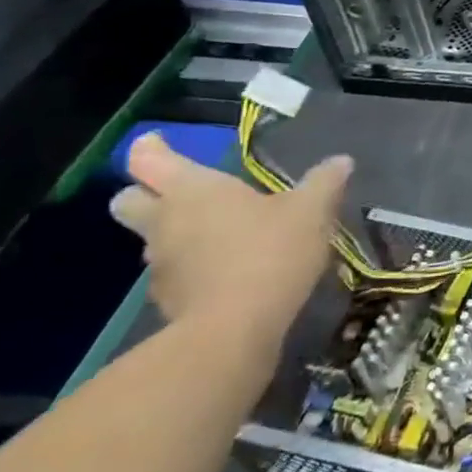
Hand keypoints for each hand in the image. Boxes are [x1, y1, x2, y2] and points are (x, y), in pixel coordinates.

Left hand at [110, 133, 352, 356]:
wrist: (234, 330)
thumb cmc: (270, 252)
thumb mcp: (312, 210)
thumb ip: (324, 182)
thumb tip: (341, 161)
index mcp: (193, 190)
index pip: (149, 159)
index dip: (150, 147)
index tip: (158, 141)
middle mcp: (165, 222)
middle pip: (129, 200)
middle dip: (145, 192)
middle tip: (182, 191)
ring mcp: (160, 264)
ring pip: (151, 239)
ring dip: (174, 232)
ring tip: (219, 234)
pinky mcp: (168, 300)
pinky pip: (173, 272)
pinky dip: (192, 266)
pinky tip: (226, 271)